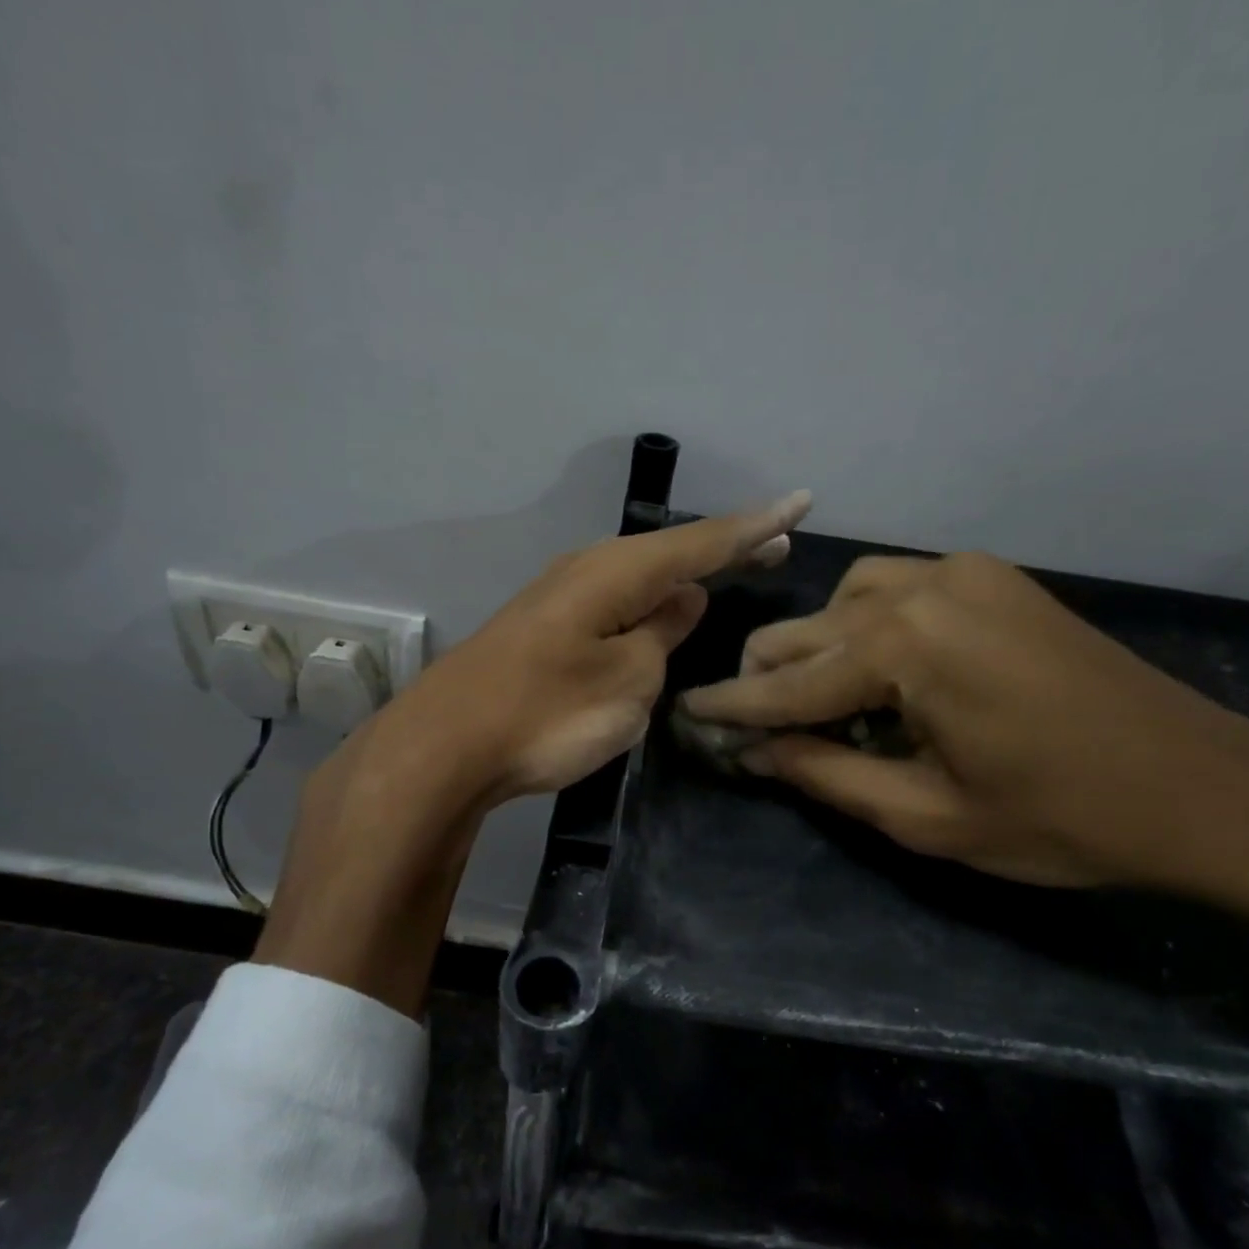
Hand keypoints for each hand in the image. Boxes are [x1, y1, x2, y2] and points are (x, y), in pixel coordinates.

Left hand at [255, 490, 810, 1013]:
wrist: (446, 745)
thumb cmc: (548, 714)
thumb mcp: (629, 682)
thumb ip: (662, 635)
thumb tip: (682, 600)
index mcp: (617, 573)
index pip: (703, 542)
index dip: (756, 526)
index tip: (802, 502)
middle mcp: (587, 570)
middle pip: (669, 553)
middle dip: (723, 549)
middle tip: (774, 544)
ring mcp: (559, 598)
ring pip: (638, 578)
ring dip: (683, 577)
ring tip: (724, 575)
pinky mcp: (542, 628)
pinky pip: (613, 604)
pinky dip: (647, 604)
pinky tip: (657, 614)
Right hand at [680, 551, 1248, 888]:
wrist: (1203, 786)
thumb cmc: (1059, 818)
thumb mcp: (925, 816)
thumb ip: (827, 774)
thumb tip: (757, 754)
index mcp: (905, 647)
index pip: (790, 683)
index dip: (734, 709)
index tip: (685, 713)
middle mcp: (923, 588)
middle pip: (809, 629)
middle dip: (768, 677)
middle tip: (746, 721)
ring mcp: (962, 573)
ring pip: (847, 598)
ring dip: (817, 645)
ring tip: (813, 697)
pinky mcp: (992, 577)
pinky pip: (897, 586)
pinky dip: (865, 622)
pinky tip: (874, 663)